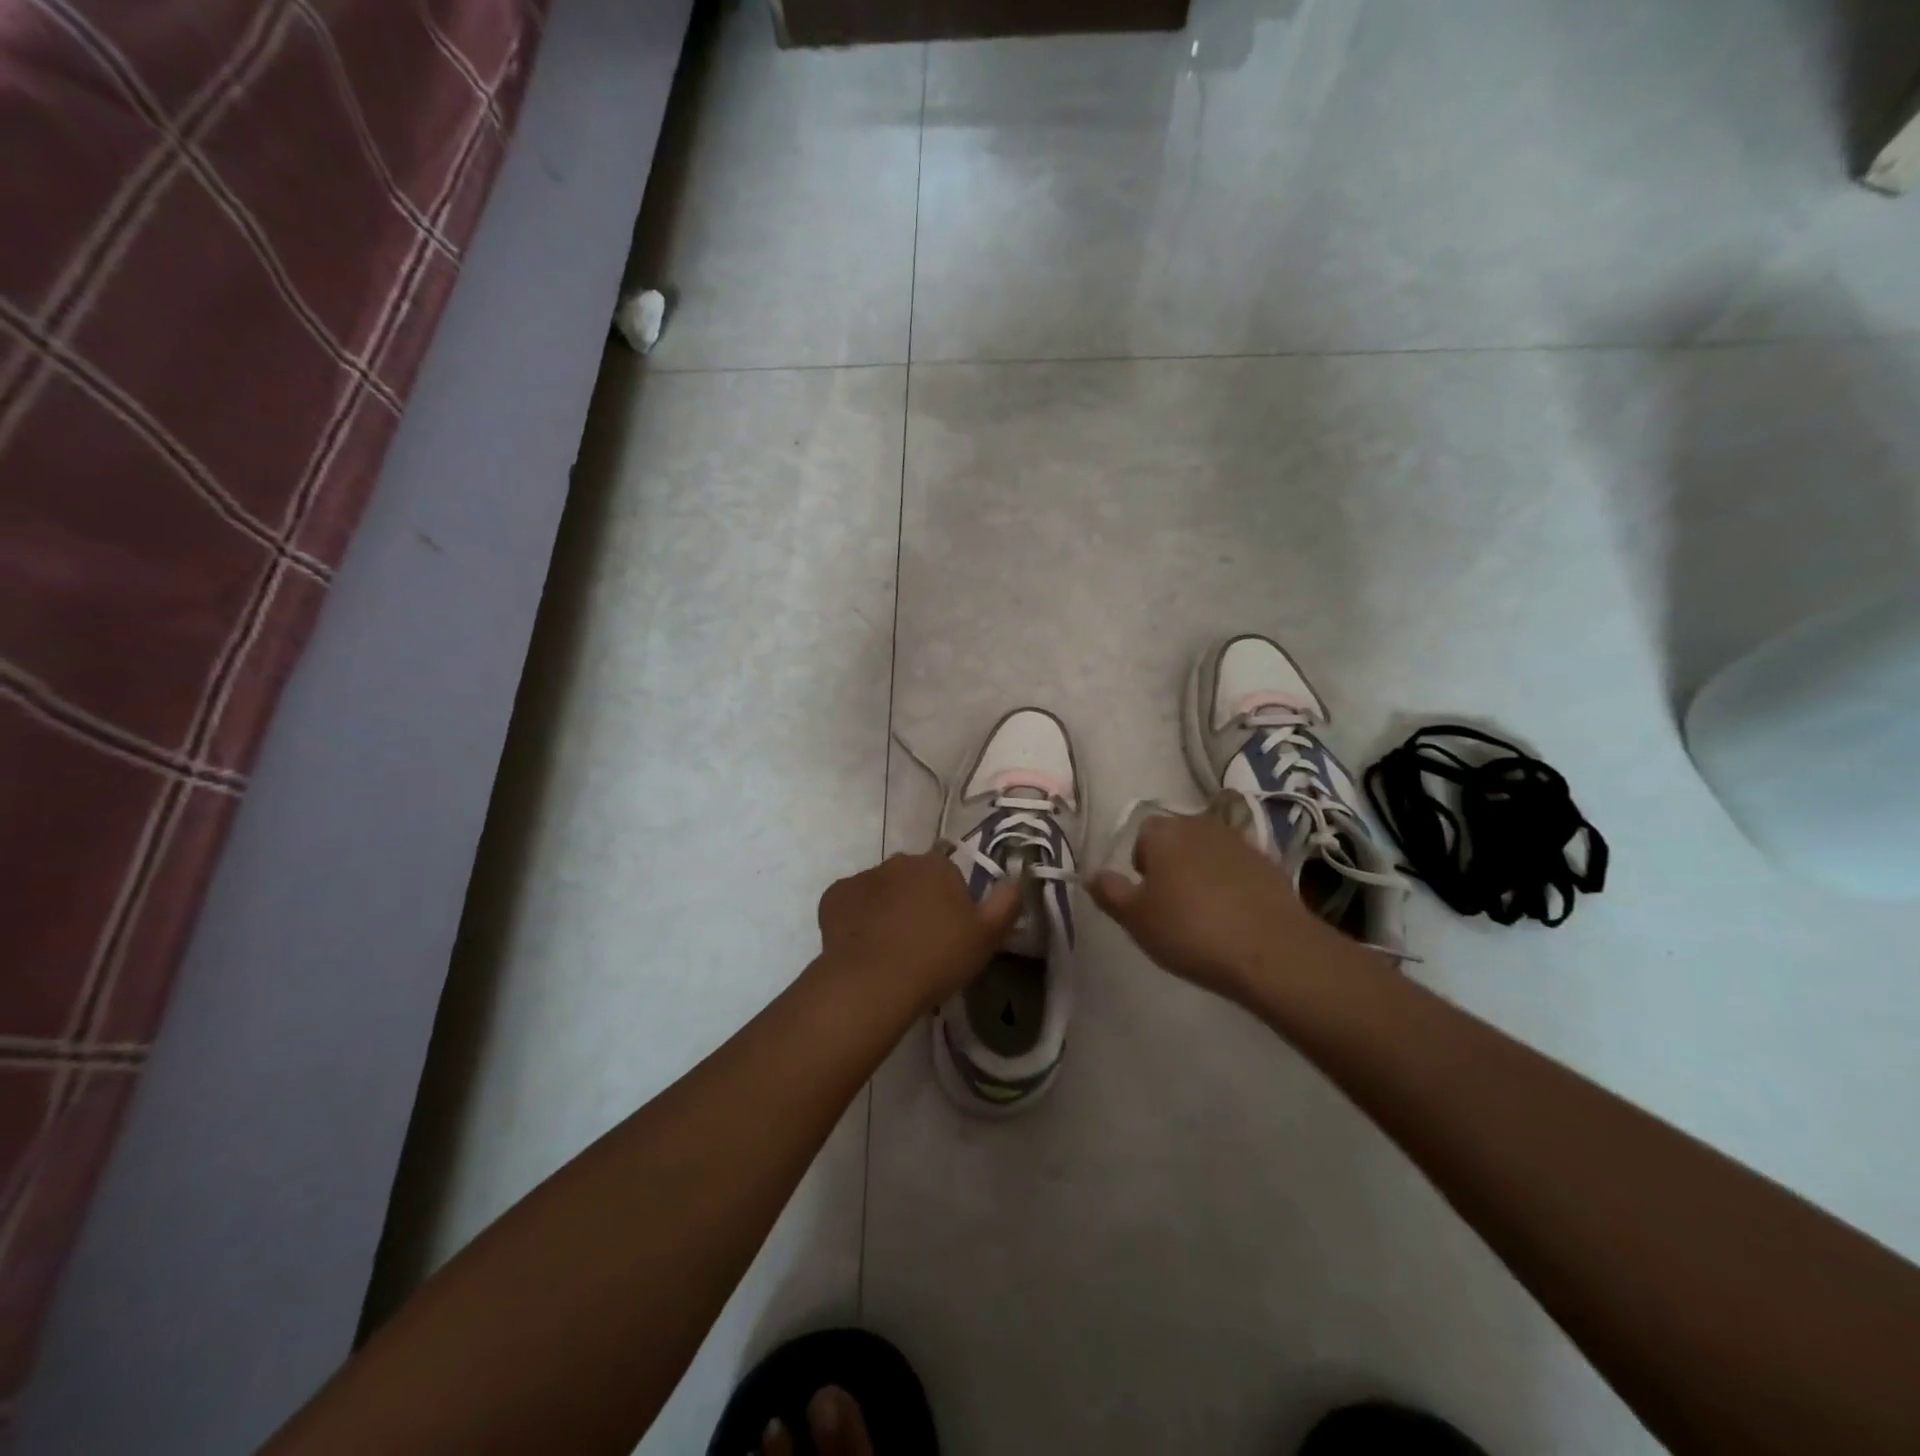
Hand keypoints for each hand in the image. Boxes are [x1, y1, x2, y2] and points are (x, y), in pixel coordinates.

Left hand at [816, 849, 1020, 1014]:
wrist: (873, 982)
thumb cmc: (937, 958)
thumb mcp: (987, 937)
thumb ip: (1006, 903)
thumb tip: (1014, 881)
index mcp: (937, 865)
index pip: (949, 873)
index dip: (951, 901)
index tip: (950, 932)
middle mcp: (899, 862)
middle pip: (913, 879)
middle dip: (917, 901)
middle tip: (922, 943)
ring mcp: (863, 877)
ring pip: (881, 890)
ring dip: (887, 909)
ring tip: (890, 950)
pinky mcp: (834, 897)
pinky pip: (851, 904)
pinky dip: (857, 919)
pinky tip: (863, 946)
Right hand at [1088, 803, 1355, 1009]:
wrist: (1272, 951)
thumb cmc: (1190, 931)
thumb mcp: (1135, 918)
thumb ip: (1109, 892)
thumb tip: (1091, 874)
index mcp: (1164, 832)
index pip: (1142, 836)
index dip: (1141, 866)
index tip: (1148, 898)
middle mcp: (1201, 825)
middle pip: (1177, 840)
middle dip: (1172, 866)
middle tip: (1172, 907)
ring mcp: (1240, 842)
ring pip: (1208, 853)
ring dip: (1203, 874)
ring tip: (1205, 915)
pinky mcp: (1270, 864)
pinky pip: (1238, 870)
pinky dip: (1233, 886)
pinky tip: (1236, 918)